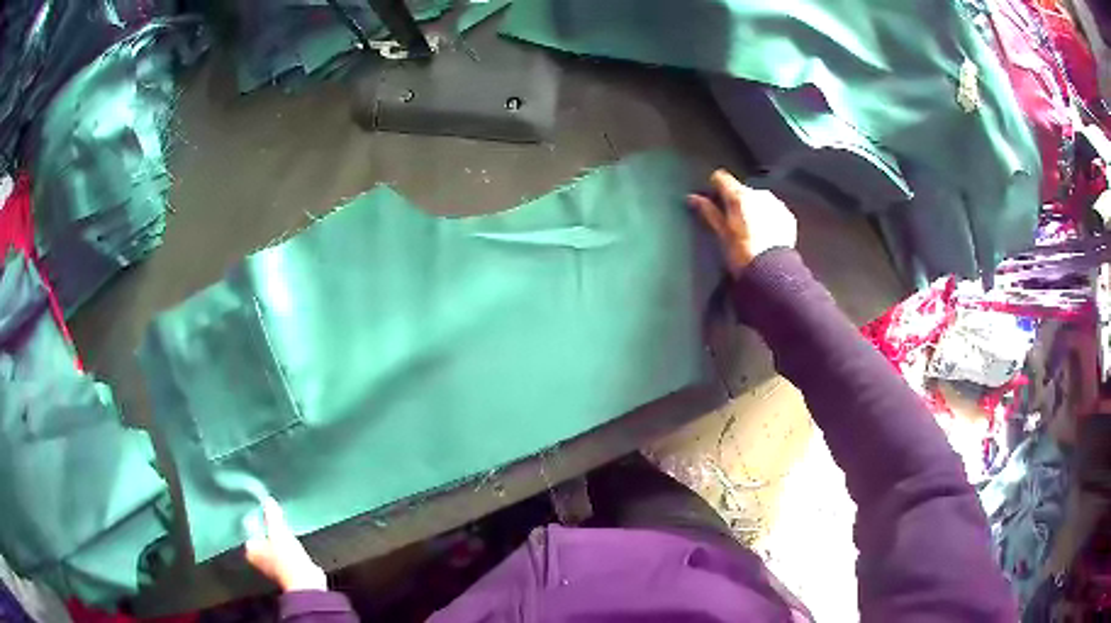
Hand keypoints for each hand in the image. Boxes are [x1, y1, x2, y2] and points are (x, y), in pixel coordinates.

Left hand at [244, 497, 327, 591]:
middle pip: (260, 539)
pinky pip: (283, 554)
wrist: (306, 583)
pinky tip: (292, 541)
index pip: (248, 530)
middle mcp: (257, 560)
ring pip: (272, 547)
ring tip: (283, 528)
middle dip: (266, 530)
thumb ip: (272, 516)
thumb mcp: (279, 531)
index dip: (254, 520)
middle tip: (272, 517)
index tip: (261, 510)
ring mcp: (271, 568)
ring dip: (277, 540)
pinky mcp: (286, 572)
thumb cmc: (286, 558)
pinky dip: (286, 548)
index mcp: (250, 550)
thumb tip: (267, 500)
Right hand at [687, 170, 796, 277]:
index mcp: (739, 196)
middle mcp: (758, 194)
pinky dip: (767, 217)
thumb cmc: (743, 255)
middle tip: (731, 223)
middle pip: (741, 190)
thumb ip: (708, 211)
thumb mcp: (721, 234)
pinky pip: (773, 210)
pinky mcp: (787, 216)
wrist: (772, 273)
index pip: (721, 178)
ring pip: (758, 199)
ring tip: (749, 231)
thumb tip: (694, 198)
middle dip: (735, 201)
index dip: (715, 187)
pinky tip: (764, 234)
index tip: (712, 198)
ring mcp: (775, 204)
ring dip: (752, 209)